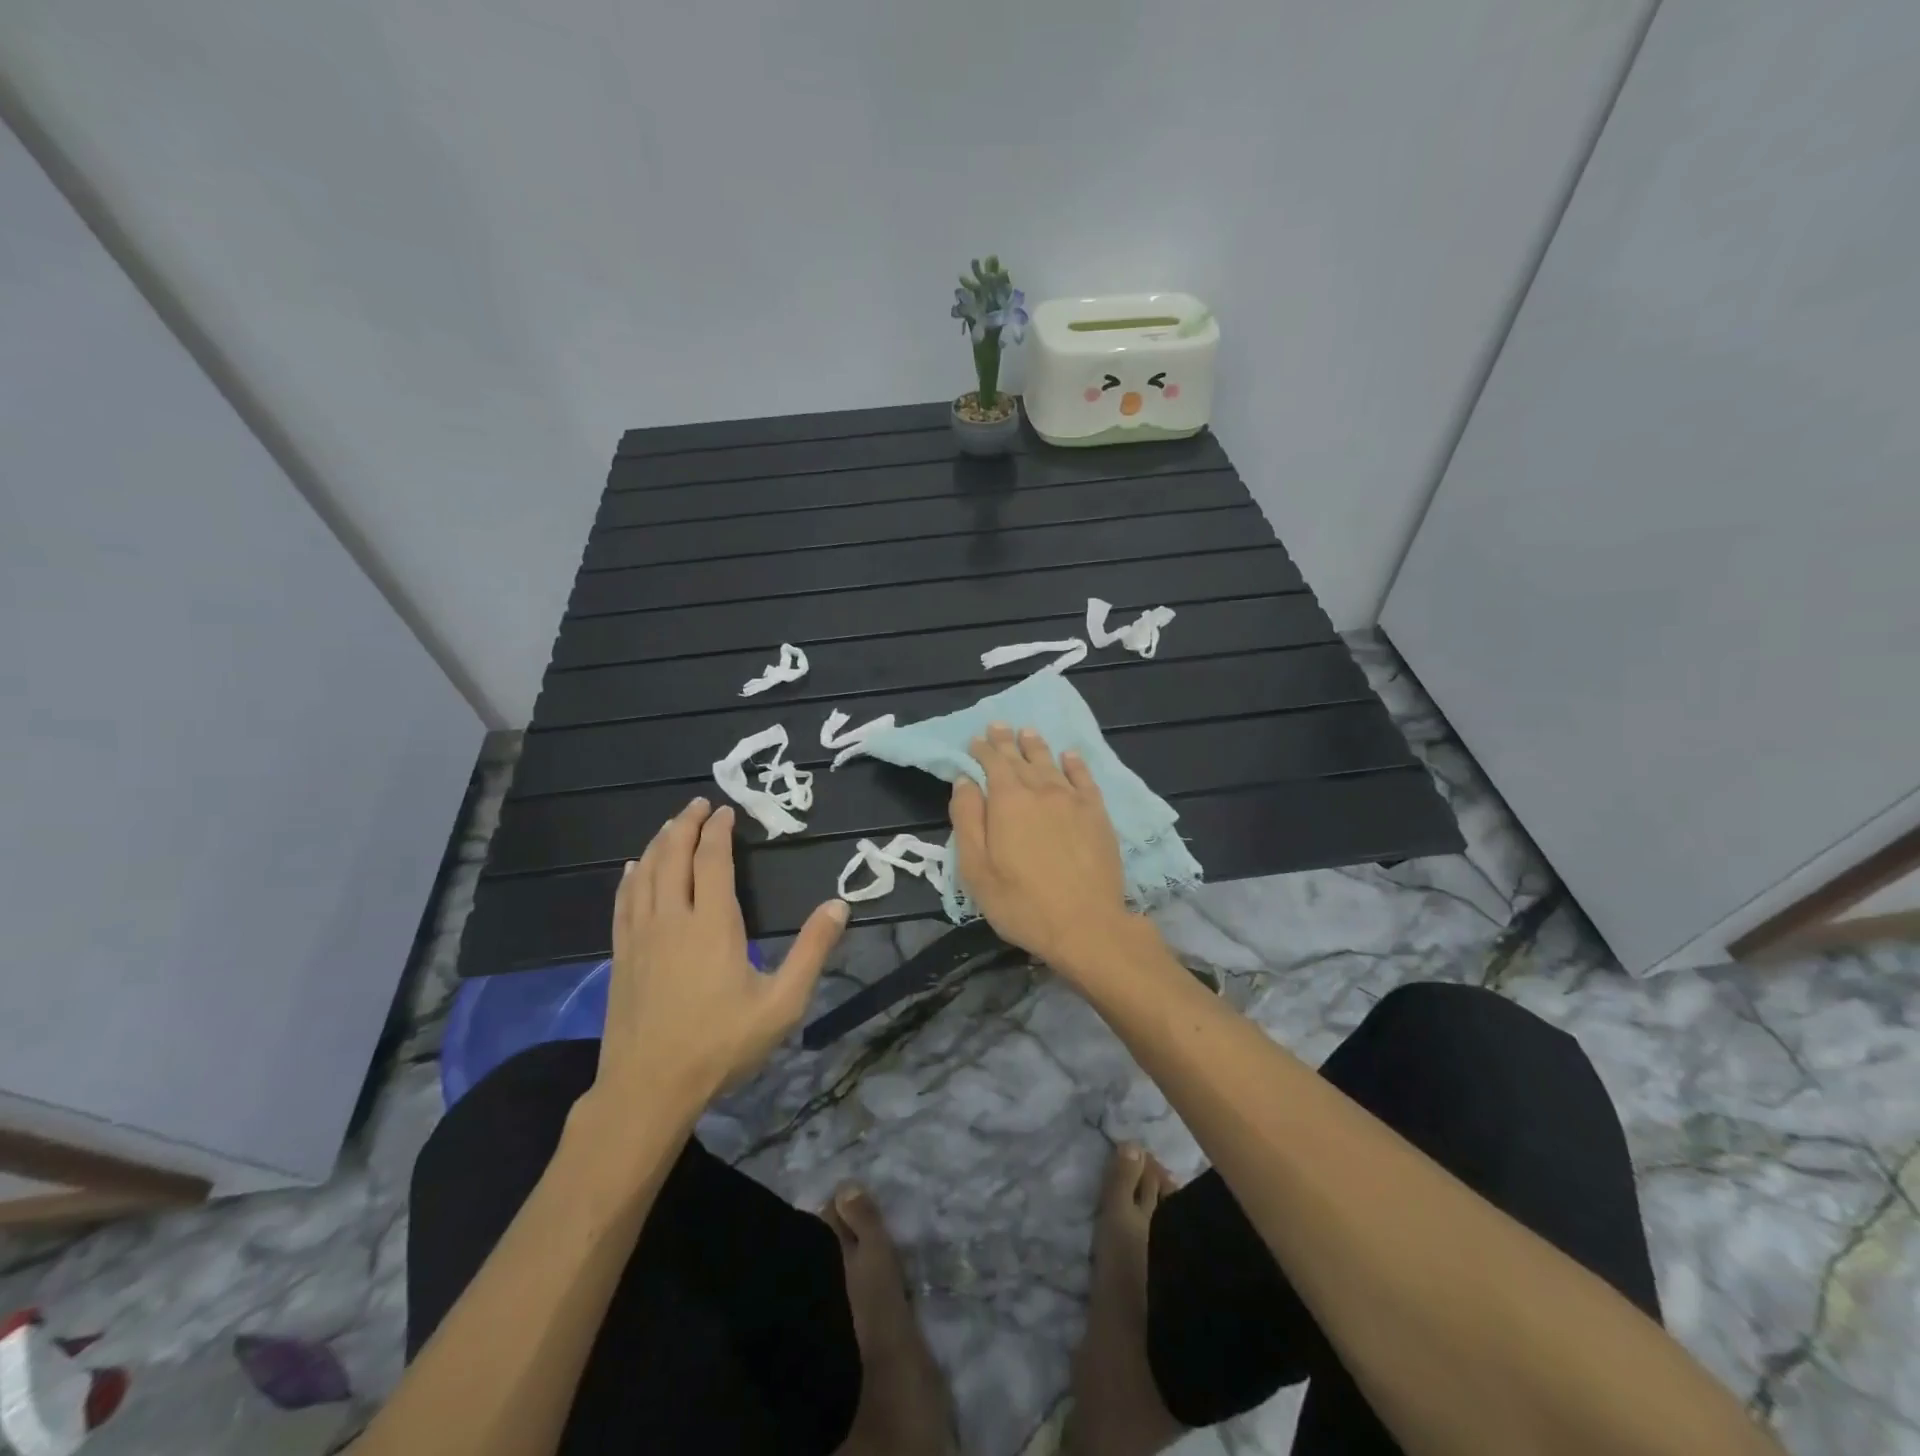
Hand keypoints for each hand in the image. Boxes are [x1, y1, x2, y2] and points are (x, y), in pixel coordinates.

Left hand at [588, 798, 847, 1122]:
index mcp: (712, 924)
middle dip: (687, 825)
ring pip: (645, 873)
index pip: (713, 861)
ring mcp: (640, 936)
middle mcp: (672, 919)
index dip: (719, 832)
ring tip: (672, 824)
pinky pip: (623, 901)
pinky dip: (631, 877)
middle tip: (699, 804)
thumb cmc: (720, 1045)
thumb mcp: (781, 1004)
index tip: (727, 811)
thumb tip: (839, 905)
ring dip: (659, 843)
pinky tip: (633, 868)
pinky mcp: (620, 955)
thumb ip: (812, 951)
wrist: (648, 1089)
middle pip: (674, 857)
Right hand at [949, 723, 1142, 978]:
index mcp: (1008, 801)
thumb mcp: (976, 869)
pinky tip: (1069, 756)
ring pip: (1051, 763)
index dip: (982, 750)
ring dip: (1037, 746)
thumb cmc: (1021, 903)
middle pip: (1020, 758)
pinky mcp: (1097, 814)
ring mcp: (1073, 800)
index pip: (992, 764)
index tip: (975, 740)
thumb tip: (965, 781)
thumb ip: (967, 820)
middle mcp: (1041, 790)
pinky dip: (1075, 764)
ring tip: (1028, 732)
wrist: (1086, 925)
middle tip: (998, 726)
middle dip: (1006, 742)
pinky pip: (1084, 779)